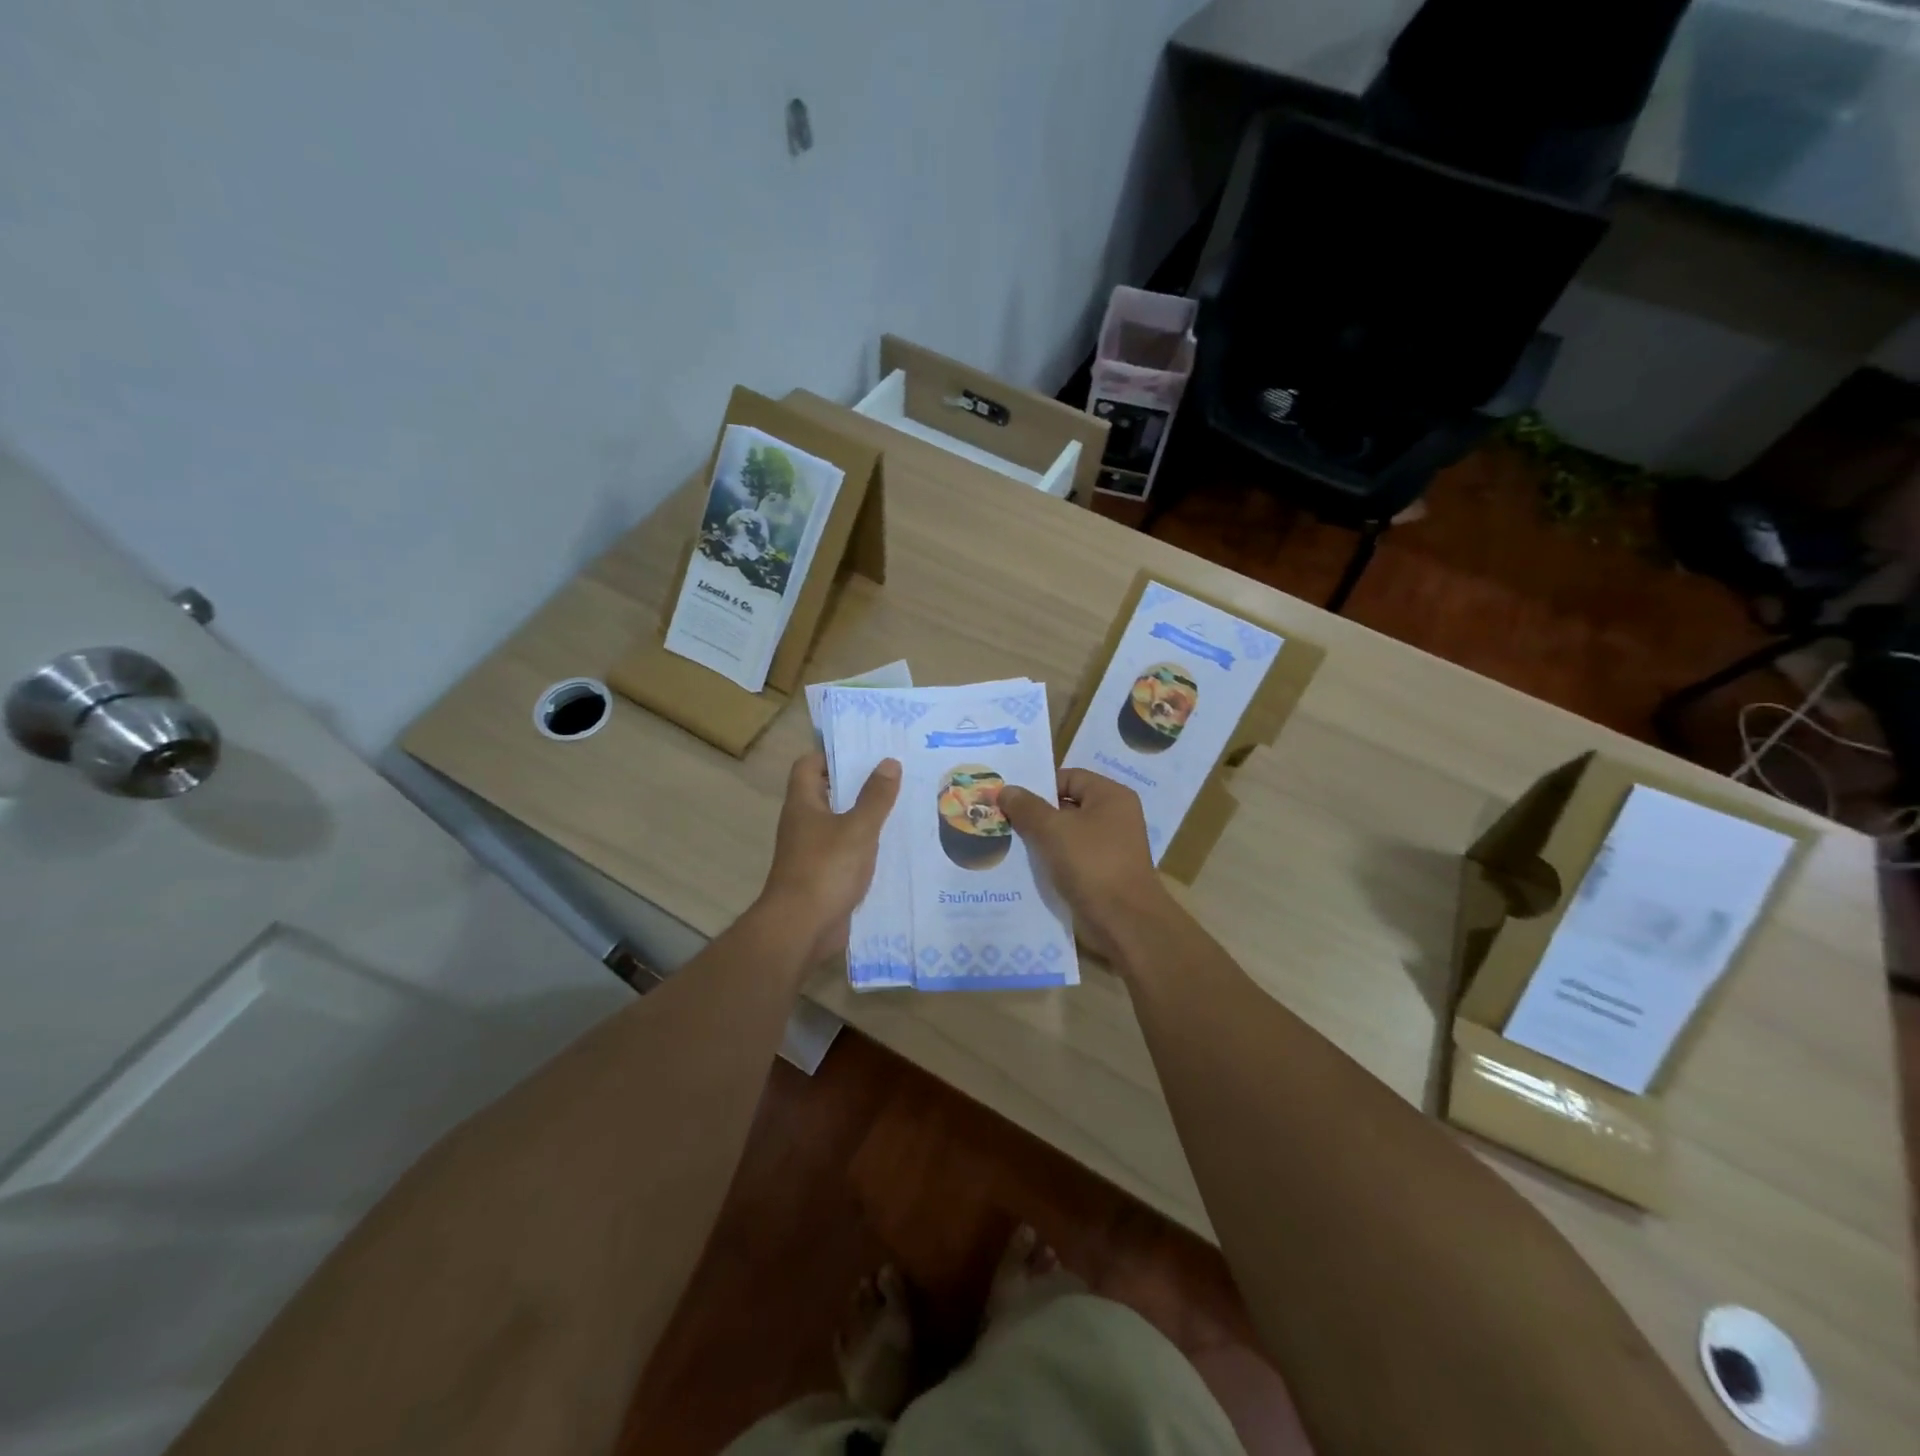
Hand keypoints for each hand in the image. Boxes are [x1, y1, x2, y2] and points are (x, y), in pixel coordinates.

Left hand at [757, 751, 901, 966]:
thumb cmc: (825, 869)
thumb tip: (889, 762)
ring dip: (865, 815)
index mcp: (803, 804)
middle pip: (827, 793)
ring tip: (901, 805)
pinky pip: (846, 851)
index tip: (865, 751)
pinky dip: (865, 846)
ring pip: (840, 823)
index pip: (809, 765)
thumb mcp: (858, 828)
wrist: (801, 928)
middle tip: (894, 774)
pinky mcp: (824, 875)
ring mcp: (812, 851)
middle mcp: (803, 823)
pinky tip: (893, 845)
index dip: (832, 754)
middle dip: (857, 783)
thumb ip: (875, 796)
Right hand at [998, 768, 1177, 964]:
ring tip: (1006, 843)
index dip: (1038, 786)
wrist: (1124, 922)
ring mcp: (1109, 847)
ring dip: (1039, 840)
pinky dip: (1050, 861)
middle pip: (1066, 806)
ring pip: (1066, 835)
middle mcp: (1114, 817)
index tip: (1008, 800)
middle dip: (1034, 814)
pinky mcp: (1102, 873)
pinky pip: (1070, 858)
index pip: (1068, 778)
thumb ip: (1027, 807)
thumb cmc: (1092, 864)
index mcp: (1110, 796)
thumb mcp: (1053, 830)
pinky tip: (1024, 868)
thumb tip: (1006, 790)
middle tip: (1001, 820)